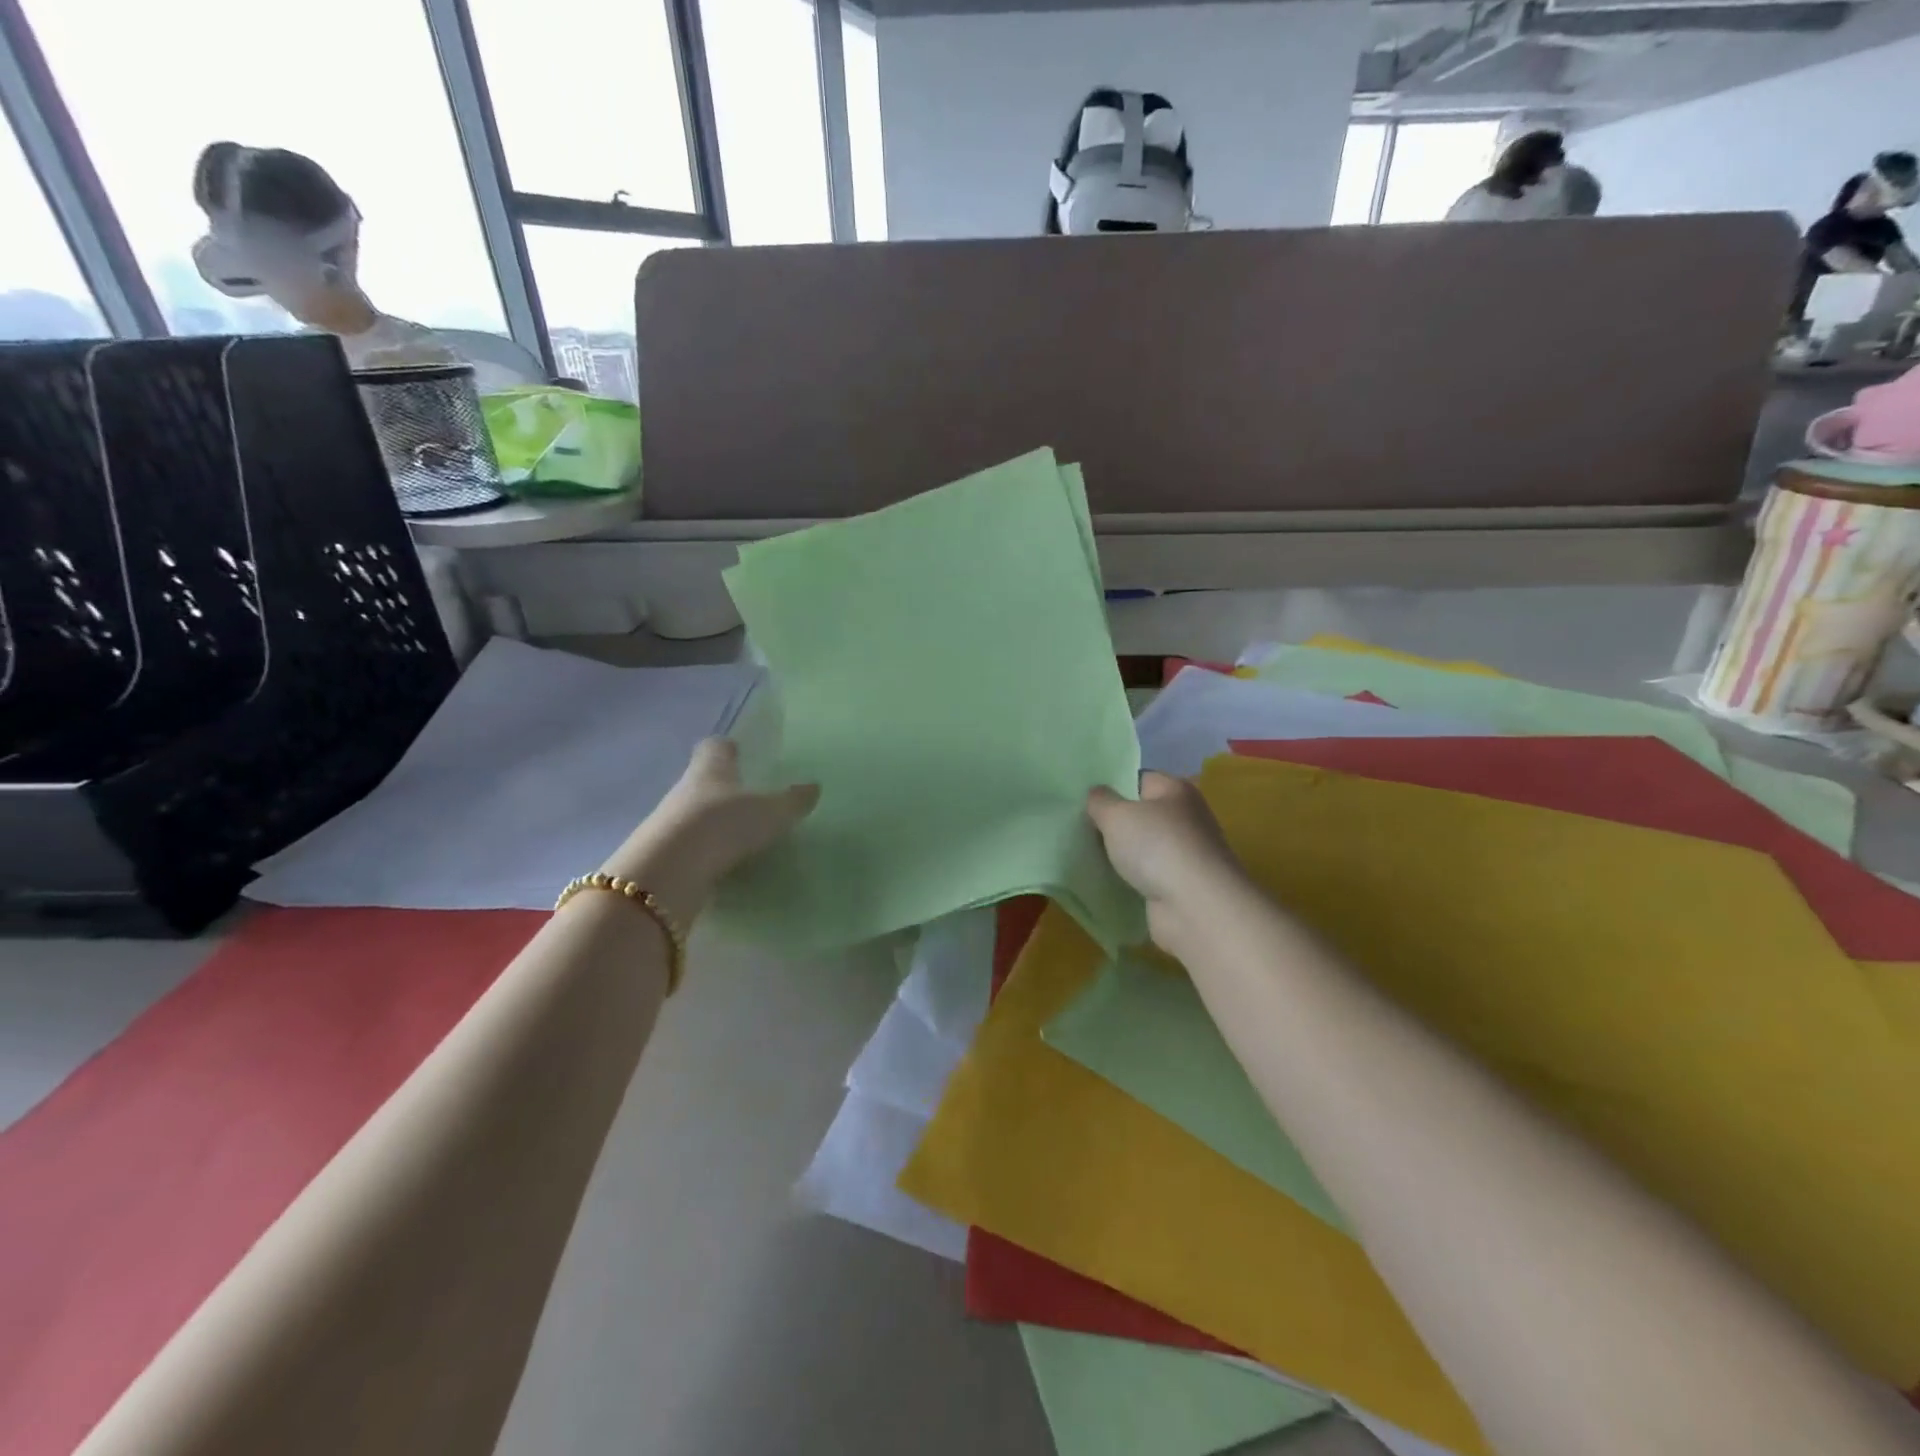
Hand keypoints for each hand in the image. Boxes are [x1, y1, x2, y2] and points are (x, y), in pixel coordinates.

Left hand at [599, 739, 817, 921]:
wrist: (669, 871)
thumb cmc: (722, 823)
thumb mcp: (770, 812)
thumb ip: (792, 801)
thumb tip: (814, 787)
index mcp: (711, 768)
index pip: (715, 747)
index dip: (726, 747)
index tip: (737, 750)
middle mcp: (686, 789)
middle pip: (703, 781)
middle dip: (722, 787)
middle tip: (748, 797)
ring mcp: (671, 823)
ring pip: (695, 815)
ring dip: (714, 822)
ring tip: (741, 835)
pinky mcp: (666, 856)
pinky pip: (692, 848)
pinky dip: (707, 853)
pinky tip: (726, 864)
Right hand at [1087, 772, 1246, 944]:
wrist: (1195, 907)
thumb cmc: (1157, 847)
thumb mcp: (1116, 815)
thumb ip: (1100, 801)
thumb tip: (1097, 795)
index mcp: (1175, 790)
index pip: (1138, 779)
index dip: (1111, 786)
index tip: (1084, 800)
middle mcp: (1186, 817)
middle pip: (1141, 814)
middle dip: (1113, 823)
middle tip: (1078, 828)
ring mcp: (1185, 854)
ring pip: (1142, 847)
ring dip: (1119, 854)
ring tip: (1084, 855)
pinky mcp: (1181, 885)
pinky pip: (1146, 875)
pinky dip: (1129, 879)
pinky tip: (1105, 882)